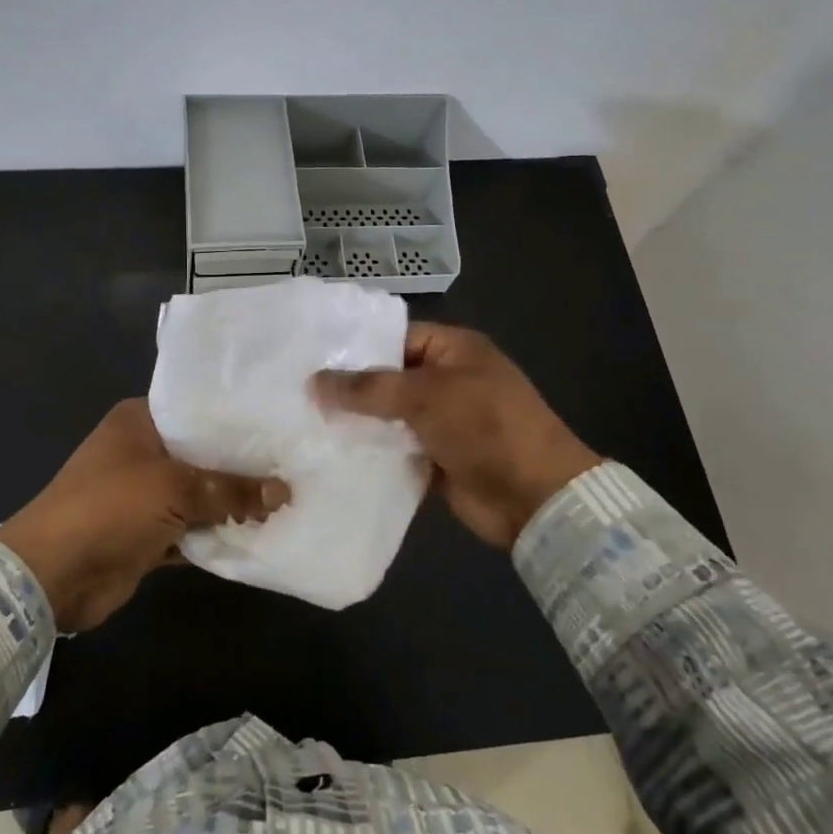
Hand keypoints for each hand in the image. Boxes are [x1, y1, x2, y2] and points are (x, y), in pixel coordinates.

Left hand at [0, 399, 288, 629]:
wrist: (52, 575)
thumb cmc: (109, 509)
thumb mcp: (173, 489)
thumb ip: (230, 490)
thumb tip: (284, 491)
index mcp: (139, 421)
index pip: (197, 411)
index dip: (237, 420)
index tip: (280, 424)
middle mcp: (143, 451)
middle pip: (203, 454)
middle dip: (242, 466)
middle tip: (295, 464)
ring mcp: (144, 495)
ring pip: (200, 494)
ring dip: (232, 504)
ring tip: (288, 498)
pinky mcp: (148, 533)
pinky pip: (192, 529)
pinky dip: (217, 534)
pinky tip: (258, 534)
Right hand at [312, 322, 597, 548]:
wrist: (534, 496)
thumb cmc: (484, 426)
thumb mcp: (425, 395)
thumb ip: (368, 388)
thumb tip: (314, 381)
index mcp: (454, 350)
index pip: (396, 337)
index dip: (357, 348)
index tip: (312, 359)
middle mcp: (448, 380)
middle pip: (389, 378)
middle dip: (351, 389)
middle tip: (299, 394)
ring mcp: (443, 421)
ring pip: (390, 416)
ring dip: (358, 423)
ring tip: (305, 424)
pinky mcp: (437, 458)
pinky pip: (396, 449)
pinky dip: (372, 453)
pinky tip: (331, 455)